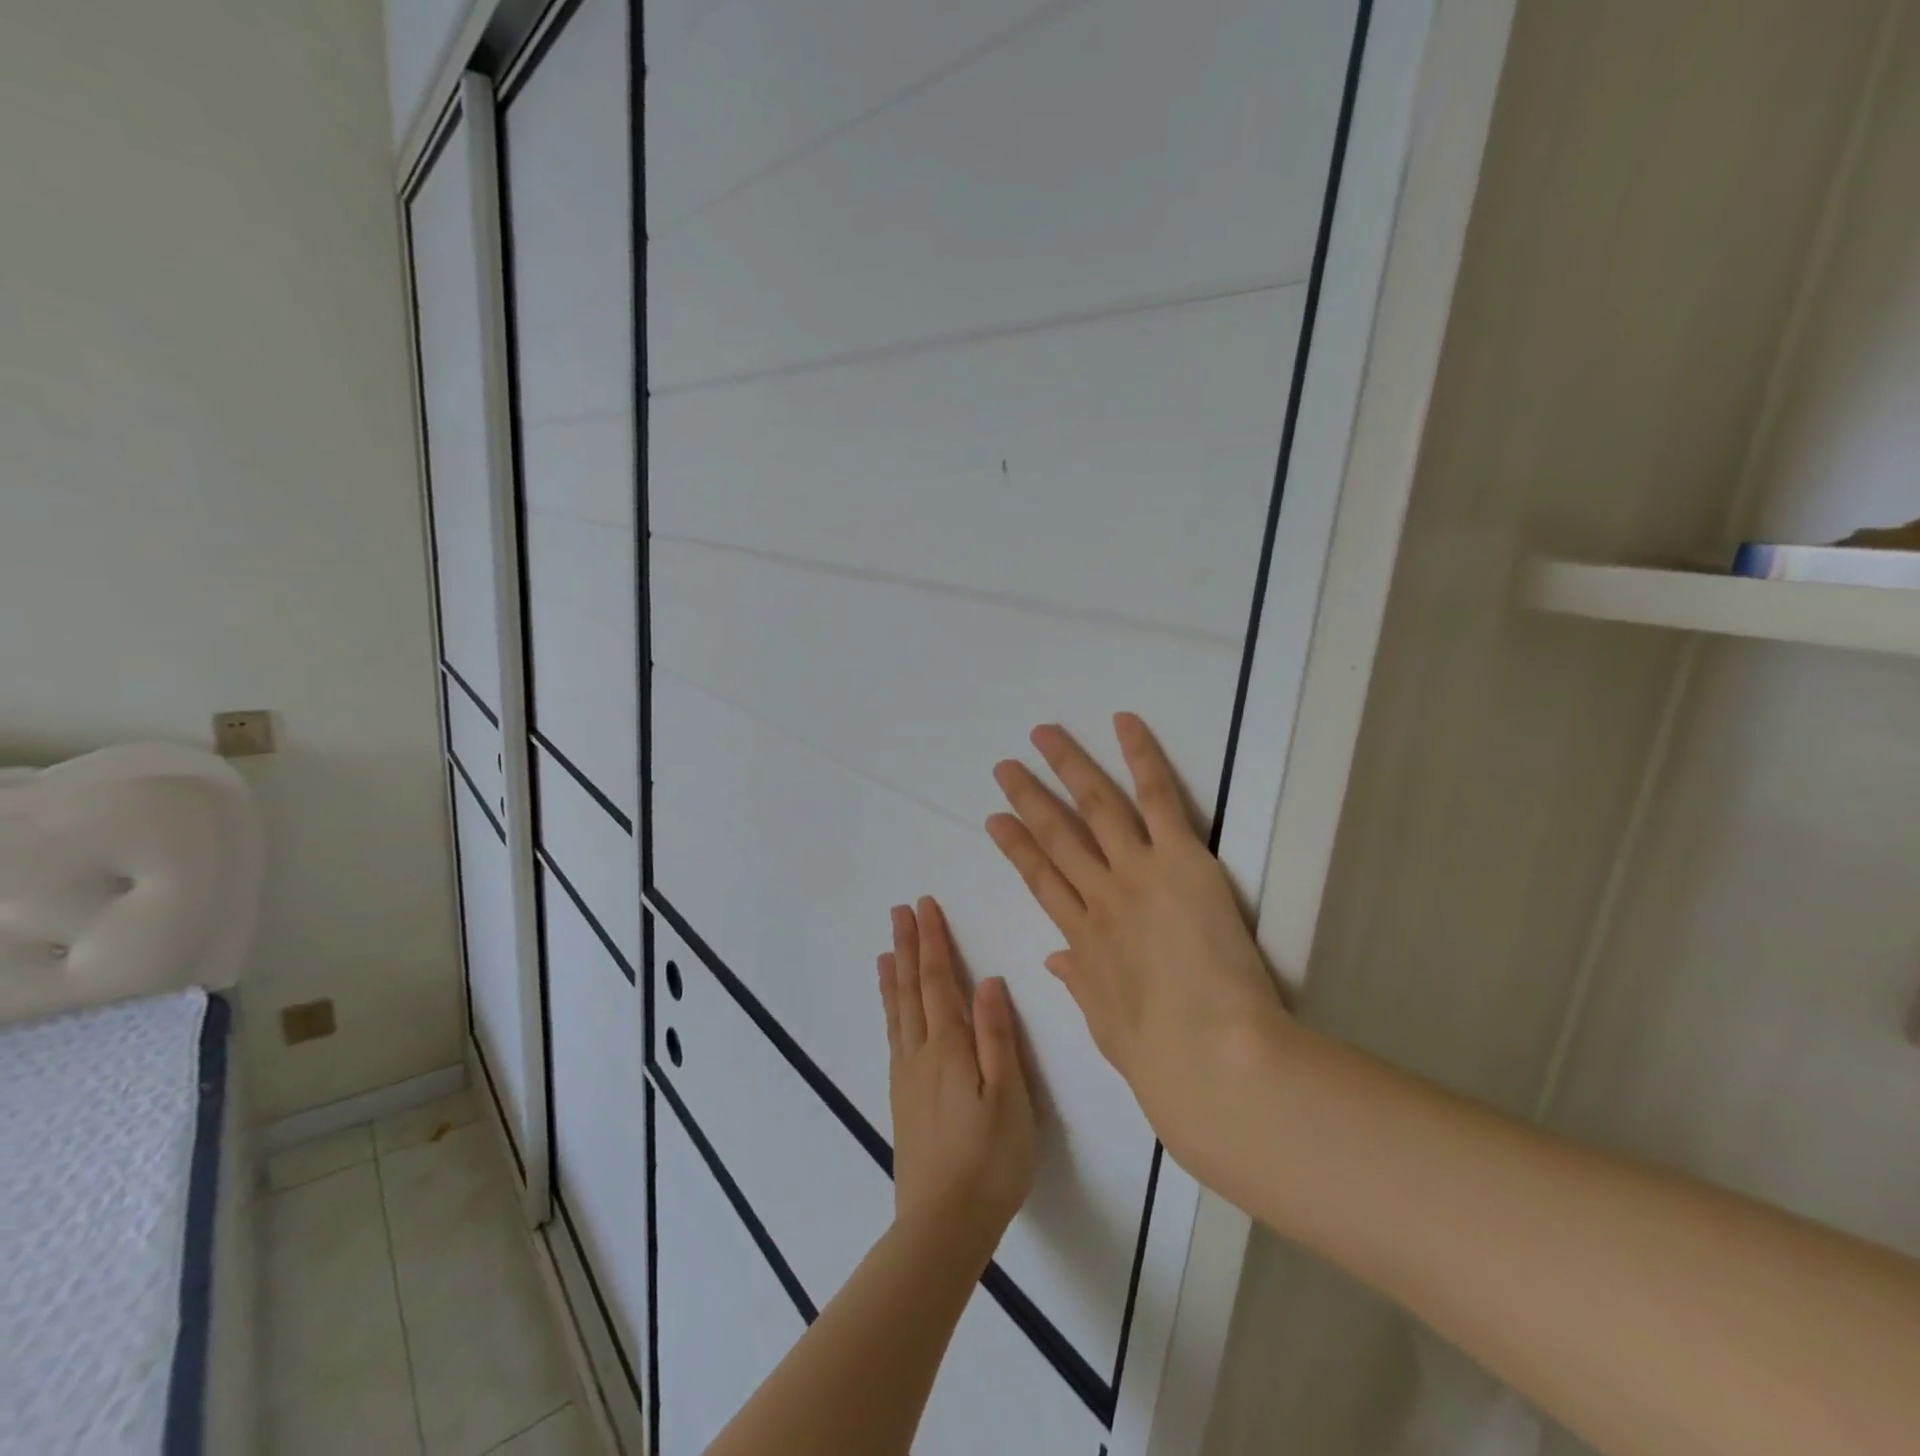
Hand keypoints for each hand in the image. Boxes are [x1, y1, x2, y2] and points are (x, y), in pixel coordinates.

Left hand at [879, 897, 1036, 1264]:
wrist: (942, 1226)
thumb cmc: (989, 1160)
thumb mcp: (1008, 1098)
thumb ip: (997, 1037)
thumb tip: (987, 981)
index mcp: (949, 1047)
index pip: (938, 981)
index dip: (932, 942)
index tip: (924, 906)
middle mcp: (921, 1053)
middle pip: (910, 989)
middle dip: (907, 947)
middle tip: (898, 911)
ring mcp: (907, 1076)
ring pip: (897, 1012)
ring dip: (893, 975)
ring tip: (886, 950)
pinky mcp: (903, 1098)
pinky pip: (894, 1036)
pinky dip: (890, 1010)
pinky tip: (892, 1012)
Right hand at [985, 714, 1293, 1191]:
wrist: (1209, 1057)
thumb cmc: (1161, 1056)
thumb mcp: (1107, 1025)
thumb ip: (1080, 984)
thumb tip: (1055, 961)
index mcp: (1082, 940)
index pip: (1040, 881)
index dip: (1016, 848)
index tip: (995, 822)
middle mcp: (1100, 897)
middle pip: (1056, 837)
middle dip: (1028, 799)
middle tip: (1006, 767)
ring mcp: (1136, 872)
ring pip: (1095, 806)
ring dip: (1067, 766)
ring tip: (1043, 735)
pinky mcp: (1180, 859)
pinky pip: (1157, 797)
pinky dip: (1140, 756)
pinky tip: (1123, 722)